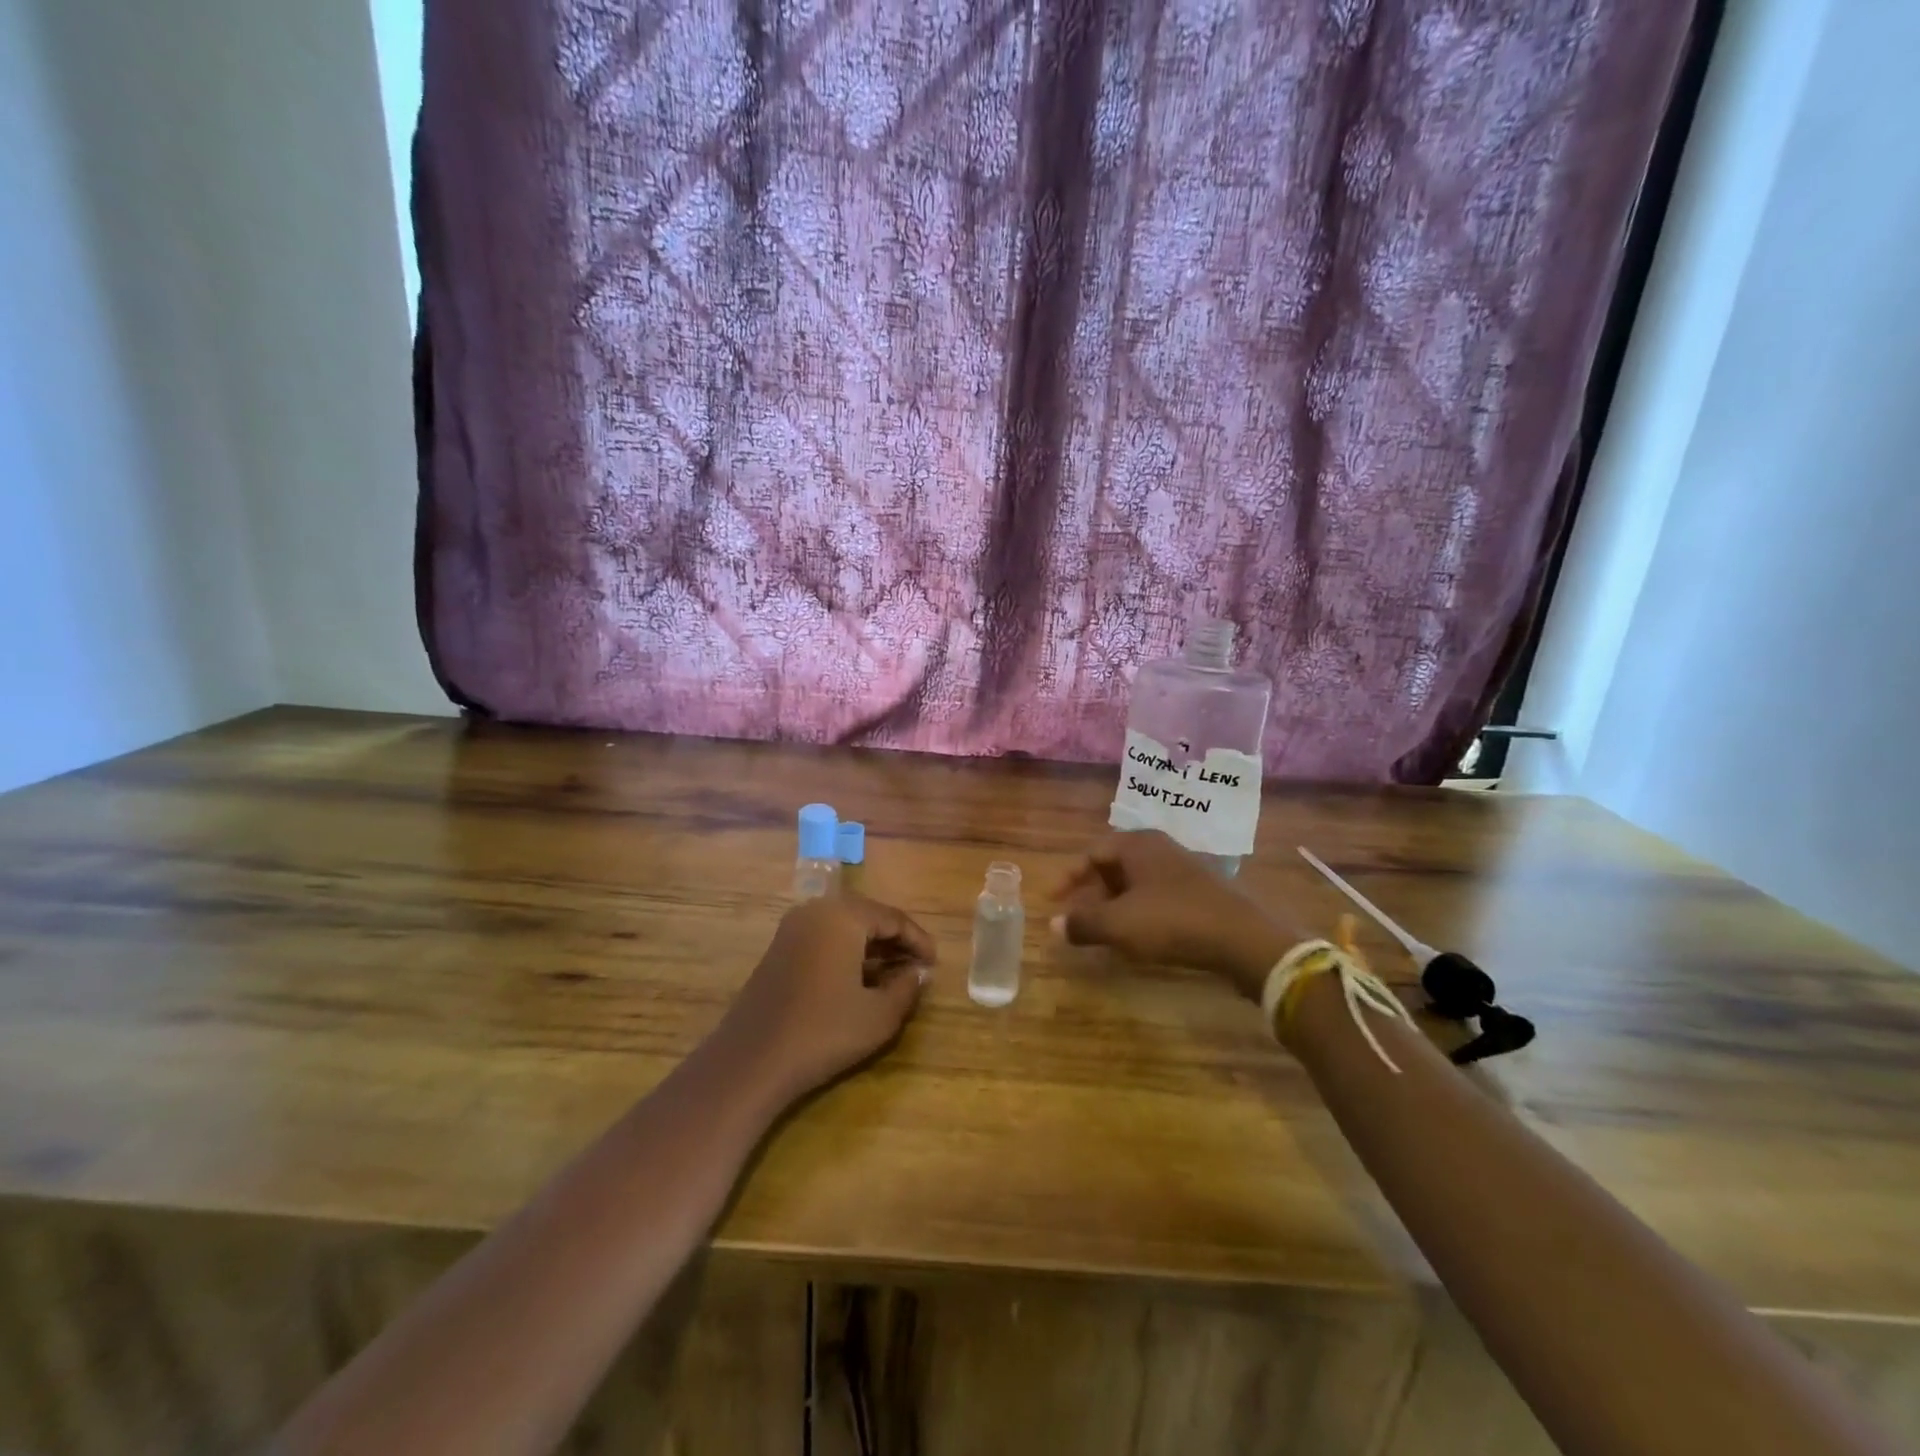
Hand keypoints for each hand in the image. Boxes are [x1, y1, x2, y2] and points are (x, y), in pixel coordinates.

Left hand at [716, 893, 935, 1105]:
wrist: (751, 1061)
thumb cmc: (823, 1032)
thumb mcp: (879, 1015)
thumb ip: (907, 988)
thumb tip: (918, 973)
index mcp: (843, 915)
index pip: (893, 918)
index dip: (919, 940)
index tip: (935, 964)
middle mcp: (816, 911)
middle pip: (868, 917)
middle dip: (895, 941)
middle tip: (917, 968)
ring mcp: (792, 929)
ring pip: (845, 928)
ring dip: (871, 948)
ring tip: (894, 976)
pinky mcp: (778, 950)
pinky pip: (823, 939)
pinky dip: (847, 954)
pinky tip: (859, 981)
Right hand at [1051, 830, 1298, 999]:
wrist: (1242, 939)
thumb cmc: (1172, 922)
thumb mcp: (1119, 925)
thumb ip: (1083, 923)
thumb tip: (1053, 925)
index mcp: (1136, 844)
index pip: (1091, 853)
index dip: (1068, 878)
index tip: (1051, 901)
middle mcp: (1158, 848)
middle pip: (1113, 865)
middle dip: (1090, 892)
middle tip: (1075, 916)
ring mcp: (1182, 868)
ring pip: (1135, 882)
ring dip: (1114, 903)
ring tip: (1101, 929)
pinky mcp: (1199, 890)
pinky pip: (1156, 894)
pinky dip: (1137, 910)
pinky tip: (1136, 935)